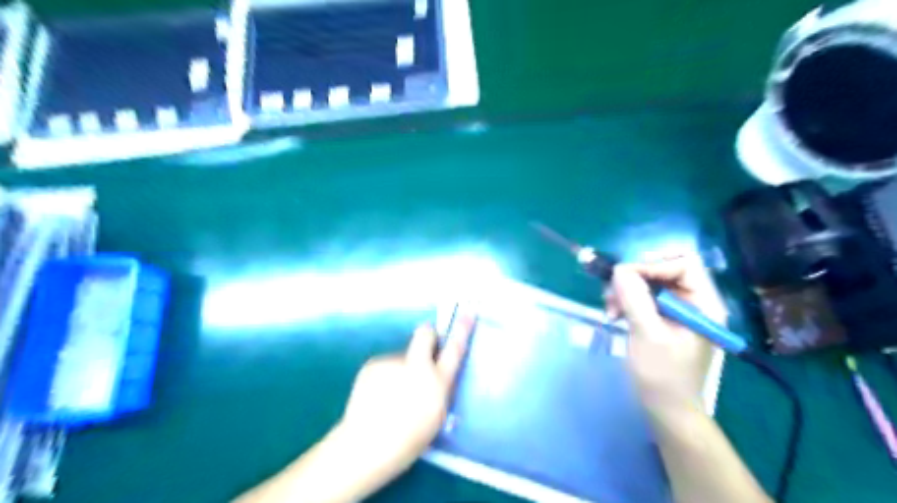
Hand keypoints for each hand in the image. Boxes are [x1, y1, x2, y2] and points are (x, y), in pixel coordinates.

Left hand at [337, 320, 474, 472]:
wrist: (365, 446)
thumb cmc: (408, 440)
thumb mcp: (437, 415)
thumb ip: (439, 387)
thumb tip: (436, 372)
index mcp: (437, 381)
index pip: (454, 348)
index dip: (463, 328)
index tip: (469, 310)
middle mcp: (416, 365)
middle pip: (425, 334)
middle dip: (428, 336)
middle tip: (424, 352)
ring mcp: (392, 362)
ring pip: (403, 356)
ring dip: (402, 368)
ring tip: (391, 396)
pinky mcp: (373, 364)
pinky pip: (386, 365)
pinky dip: (385, 376)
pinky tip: (377, 397)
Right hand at [606, 256, 723, 416]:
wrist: (666, 409)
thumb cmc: (662, 375)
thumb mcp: (647, 334)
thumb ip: (635, 299)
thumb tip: (619, 269)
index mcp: (704, 304)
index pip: (683, 264)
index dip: (652, 265)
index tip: (624, 279)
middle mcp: (694, 302)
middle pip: (665, 269)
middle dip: (635, 278)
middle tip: (612, 294)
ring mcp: (678, 310)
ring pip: (651, 282)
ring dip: (626, 290)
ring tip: (610, 308)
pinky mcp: (664, 319)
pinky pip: (644, 297)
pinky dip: (627, 301)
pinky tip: (615, 314)